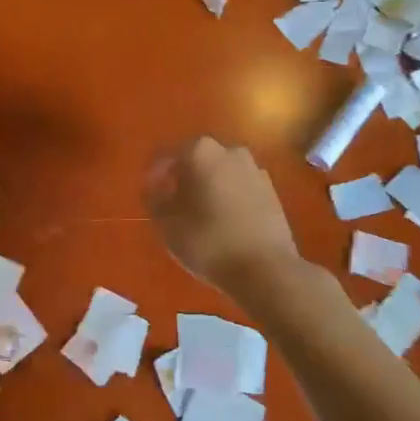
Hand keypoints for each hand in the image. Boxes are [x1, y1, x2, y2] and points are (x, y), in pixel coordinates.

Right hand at [145, 137, 300, 294]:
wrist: (265, 268)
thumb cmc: (207, 241)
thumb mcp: (166, 223)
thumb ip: (154, 199)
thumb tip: (153, 187)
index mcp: (200, 152)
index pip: (165, 155)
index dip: (153, 173)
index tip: (148, 192)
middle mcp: (229, 152)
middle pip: (196, 159)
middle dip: (183, 177)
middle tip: (171, 203)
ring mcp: (254, 170)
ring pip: (220, 173)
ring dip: (207, 187)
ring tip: (198, 215)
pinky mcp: (271, 191)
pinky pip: (239, 188)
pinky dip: (228, 198)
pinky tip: (223, 222)